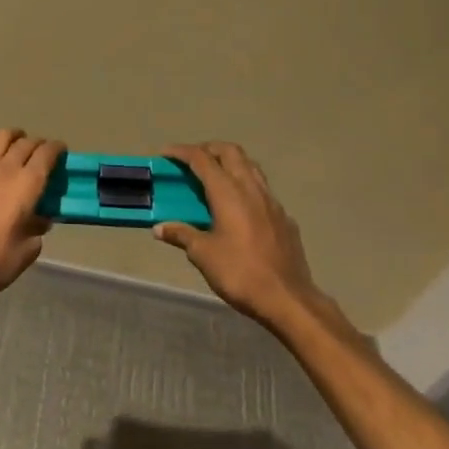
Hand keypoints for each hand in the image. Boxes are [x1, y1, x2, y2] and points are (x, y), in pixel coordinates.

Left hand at [0, 129, 63, 311]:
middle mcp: (7, 168)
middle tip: (43, 154)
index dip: (57, 149)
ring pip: (1, 138)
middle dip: (38, 144)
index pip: (47, 152)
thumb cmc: (0, 259)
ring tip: (17, 148)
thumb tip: (38, 219)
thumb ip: (37, 226)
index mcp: (29, 182)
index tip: (62, 152)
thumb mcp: (30, 247)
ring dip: (13, 139)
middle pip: (26, 143)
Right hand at [156, 142, 355, 344]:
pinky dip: (245, 187)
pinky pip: (263, 190)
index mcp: (228, 193)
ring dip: (230, 163)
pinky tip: (238, 208)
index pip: (202, 159)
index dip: (181, 152)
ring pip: (250, 167)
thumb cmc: (240, 273)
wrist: (288, 299)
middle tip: (191, 160)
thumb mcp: (203, 255)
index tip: (165, 154)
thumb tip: (160, 228)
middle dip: (208, 149)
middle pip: (231, 152)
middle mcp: (251, 189)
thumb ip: (182, 235)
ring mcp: (272, 202)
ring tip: (213, 178)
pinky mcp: (285, 218)